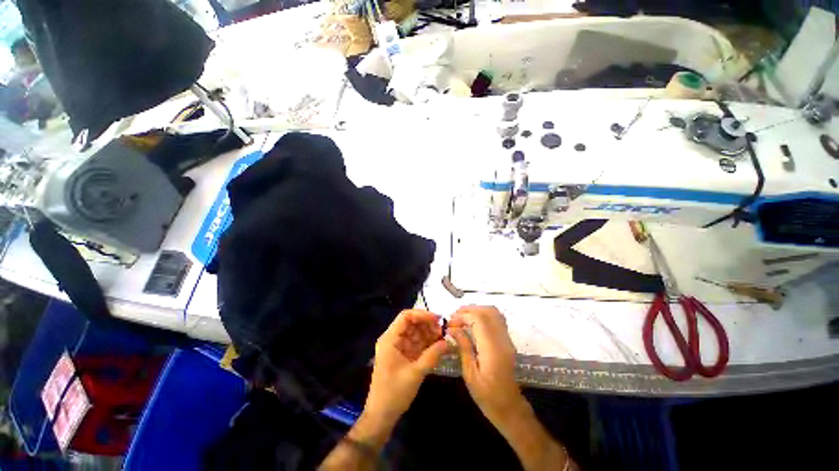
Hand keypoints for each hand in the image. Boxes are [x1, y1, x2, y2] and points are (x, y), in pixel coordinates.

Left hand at [364, 309, 448, 425]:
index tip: (437, 319)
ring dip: (428, 333)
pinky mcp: (402, 355)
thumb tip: (448, 342)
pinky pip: (415, 343)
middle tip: (442, 331)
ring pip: (414, 332)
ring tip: (442, 338)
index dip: (422, 315)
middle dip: (427, 324)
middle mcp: (392, 339)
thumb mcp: (416, 373)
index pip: (405, 317)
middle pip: (411, 323)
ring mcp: (397, 347)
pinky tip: (437, 345)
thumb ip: (432, 355)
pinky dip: (426, 343)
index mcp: (390, 339)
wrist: (381, 416)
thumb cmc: (394, 393)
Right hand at [449, 305, 529, 428]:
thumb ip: (463, 347)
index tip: (450, 323)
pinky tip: (472, 322)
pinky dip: (483, 315)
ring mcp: (507, 339)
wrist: (509, 408)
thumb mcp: (469, 374)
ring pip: (494, 312)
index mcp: (492, 349)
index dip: (463, 316)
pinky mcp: (507, 340)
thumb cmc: (487, 395)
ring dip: (477, 310)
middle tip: (454, 317)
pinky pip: (497, 319)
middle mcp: (502, 340)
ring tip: (461, 317)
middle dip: (469, 310)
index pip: (479, 319)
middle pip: (488, 311)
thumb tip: (452, 328)